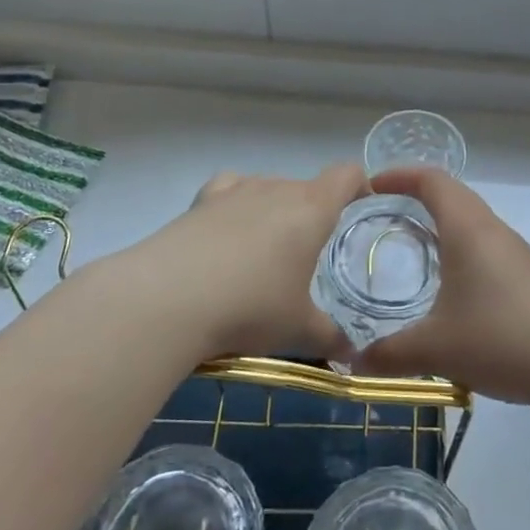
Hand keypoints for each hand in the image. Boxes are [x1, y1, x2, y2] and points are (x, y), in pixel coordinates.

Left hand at [110, 164, 366, 360]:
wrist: (167, 299)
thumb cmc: (250, 307)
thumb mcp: (298, 330)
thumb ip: (330, 337)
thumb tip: (351, 354)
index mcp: (311, 209)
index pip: (346, 174)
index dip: (359, 185)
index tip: (361, 208)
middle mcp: (277, 188)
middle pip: (306, 186)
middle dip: (314, 212)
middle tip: (308, 254)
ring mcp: (235, 191)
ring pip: (269, 187)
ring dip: (275, 210)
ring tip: (265, 251)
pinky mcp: (200, 202)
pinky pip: (230, 190)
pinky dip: (237, 204)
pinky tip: (229, 232)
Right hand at [356, 168, 529, 406]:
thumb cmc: (499, 339)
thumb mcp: (435, 349)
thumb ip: (389, 354)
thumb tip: (353, 362)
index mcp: (468, 229)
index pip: (432, 181)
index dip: (400, 175)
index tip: (371, 187)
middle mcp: (493, 230)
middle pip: (454, 194)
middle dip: (417, 196)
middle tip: (384, 214)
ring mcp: (517, 252)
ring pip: (474, 221)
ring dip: (443, 223)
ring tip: (415, 247)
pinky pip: (488, 245)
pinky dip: (462, 248)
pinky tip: (454, 286)